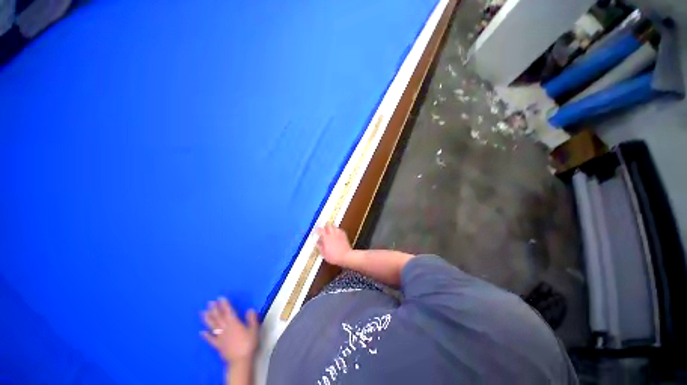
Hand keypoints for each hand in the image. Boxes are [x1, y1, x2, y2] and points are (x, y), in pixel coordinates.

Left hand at [201, 297, 258, 363]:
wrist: (240, 360)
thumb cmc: (249, 343)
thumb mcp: (254, 329)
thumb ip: (252, 319)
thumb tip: (250, 309)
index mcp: (234, 323)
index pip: (228, 311)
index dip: (224, 304)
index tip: (220, 297)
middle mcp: (225, 328)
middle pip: (219, 317)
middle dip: (214, 309)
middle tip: (209, 302)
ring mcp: (220, 337)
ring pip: (213, 326)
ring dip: (208, 319)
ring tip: (203, 313)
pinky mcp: (218, 345)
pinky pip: (210, 339)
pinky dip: (205, 336)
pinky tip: (201, 332)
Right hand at [316, 224, 352, 265]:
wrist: (346, 256)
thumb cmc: (334, 256)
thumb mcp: (324, 254)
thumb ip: (320, 247)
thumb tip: (317, 243)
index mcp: (326, 238)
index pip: (321, 230)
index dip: (319, 230)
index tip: (318, 231)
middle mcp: (332, 234)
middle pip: (328, 226)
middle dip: (326, 227)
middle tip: (324, 230)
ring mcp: (339, 234)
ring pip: (334, 227)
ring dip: (332, 228)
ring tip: (330, 231)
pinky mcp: (344, 235)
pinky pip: (340, 230)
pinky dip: (338, 230)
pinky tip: (337, 233)